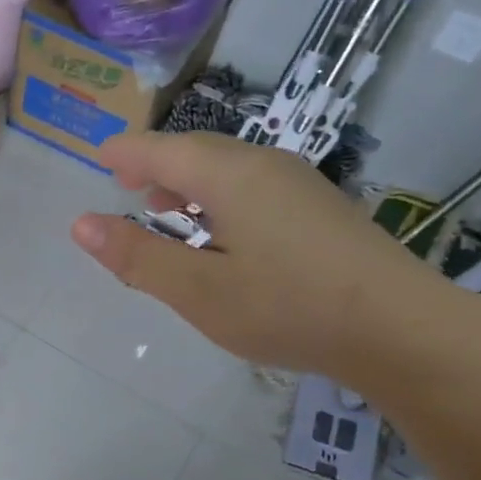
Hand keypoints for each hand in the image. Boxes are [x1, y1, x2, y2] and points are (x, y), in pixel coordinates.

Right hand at [70, 132, 459, 385]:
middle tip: (124, 182)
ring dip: (189, 182)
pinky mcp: (321, 210)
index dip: (126, 152)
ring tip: (164, 207)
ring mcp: (300, 185)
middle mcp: (266, 166)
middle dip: (156, 163)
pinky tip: (220, 230)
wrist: (399, 329)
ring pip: (229, 169)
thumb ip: (138, 257)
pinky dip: (219, 197)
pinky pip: (254, 187)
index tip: (99, 156)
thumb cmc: (287, 307)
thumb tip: (81, 224)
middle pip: (198, 151)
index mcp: (230, 176)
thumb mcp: (197, 291)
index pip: (163, 150)